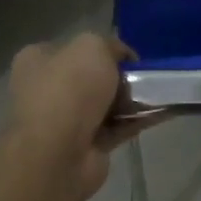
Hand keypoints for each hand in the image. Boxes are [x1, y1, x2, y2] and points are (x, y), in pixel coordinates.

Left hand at [1, 33, 144, 200]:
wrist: (57, 155)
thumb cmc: (68, 90)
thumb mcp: (92, 47)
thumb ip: (111, 46)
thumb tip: (123, 59)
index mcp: (38, 61)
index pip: (75, 48)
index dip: (105, 49)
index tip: (129, 57)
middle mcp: (46, 90)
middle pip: (93, 76)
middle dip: (120, 76)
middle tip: (144, 76)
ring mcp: (64, 121)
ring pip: (106, 103)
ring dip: (132, 99)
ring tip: (160, 92)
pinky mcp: (85, 146)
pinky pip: (118, 127)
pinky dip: (138, 120)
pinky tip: (163, 112)